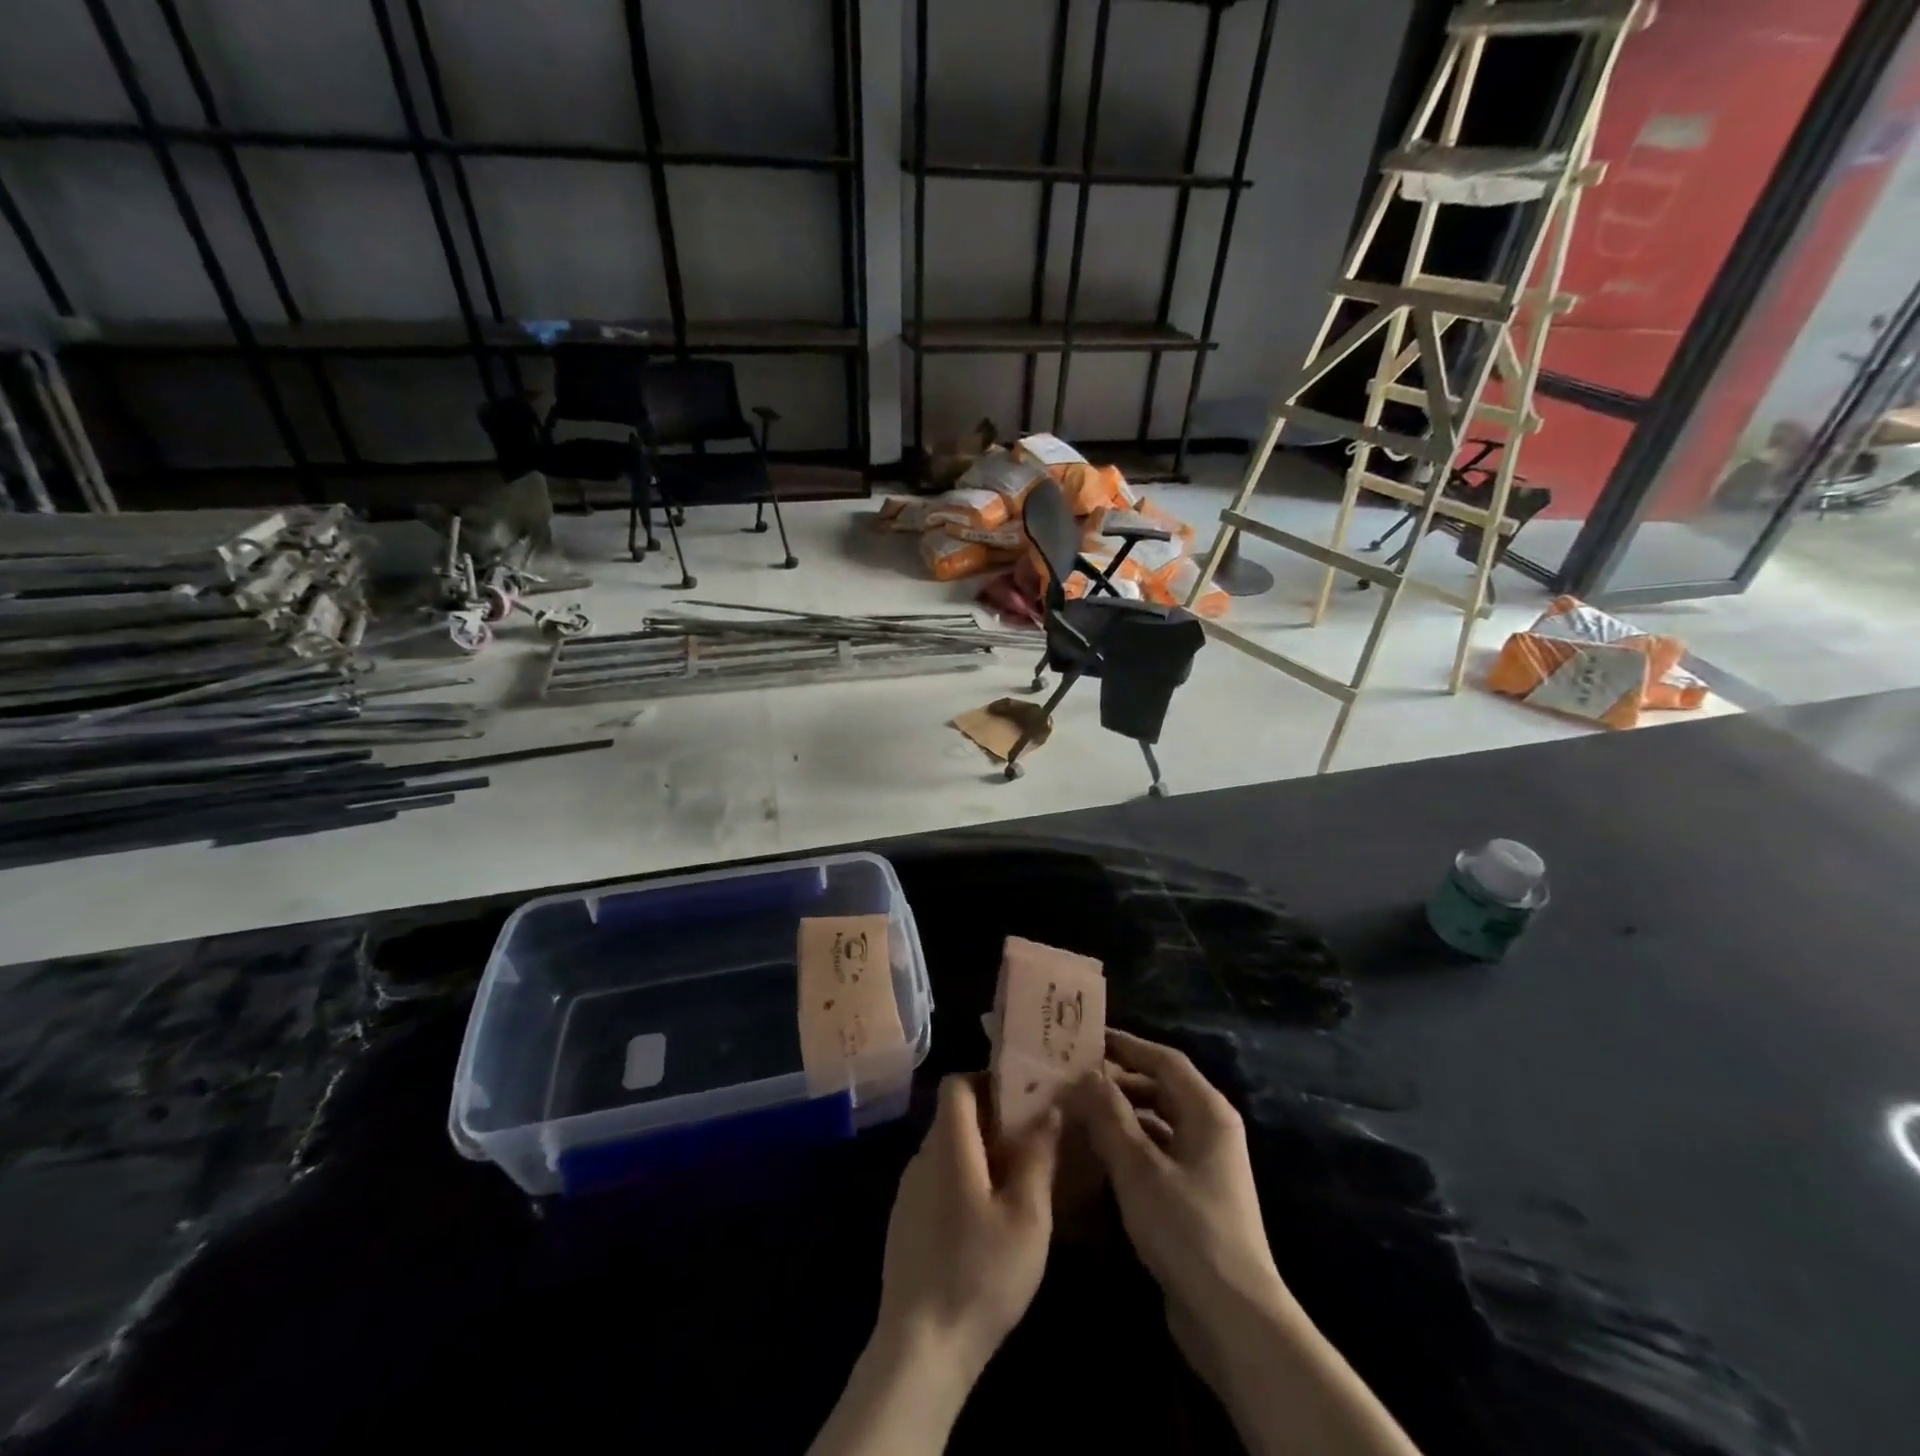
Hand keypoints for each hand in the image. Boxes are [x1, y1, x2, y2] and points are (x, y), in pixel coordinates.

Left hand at [813, 1076, 1059, 1455]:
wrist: (921, 1348)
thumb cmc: (980, 1274)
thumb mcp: (1027, 1217)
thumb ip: (1038, 1158)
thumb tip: (1048, 1110)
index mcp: (948, 1146)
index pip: (956, 1083)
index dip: (987, 1079)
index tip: (1022, 1096)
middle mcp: (921, 1158)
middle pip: (954, 1116)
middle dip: (993, 1118)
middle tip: (1033, 1139)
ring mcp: (908, 1192)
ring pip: (948, 1150)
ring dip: (981, 1152)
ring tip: (1019, 1179)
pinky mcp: (905, 1222)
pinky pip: (938, 1180)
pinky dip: (964, 1180)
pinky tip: (989, 1218)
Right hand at [1068, 1034, 1421, 1455]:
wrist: (1233, 1318)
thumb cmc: (1186, 1229)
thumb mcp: (1138, 1167)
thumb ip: (1109, 1114)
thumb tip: (1084, 1073)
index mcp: (1208, 1112)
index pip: (1163, 1059)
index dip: (1125, 1045)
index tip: (1085, 1038)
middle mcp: (1210, 1130)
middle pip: (1160, 1088)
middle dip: (1118, 1080)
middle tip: (1073, 1075)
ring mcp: (1204, 1165)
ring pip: (1156, 1122)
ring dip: (1120, 1114)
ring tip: (1076, 1110)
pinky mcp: (1194, 1197)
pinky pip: (1156, 1153)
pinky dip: (1128, 1146)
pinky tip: (1095, 1154)